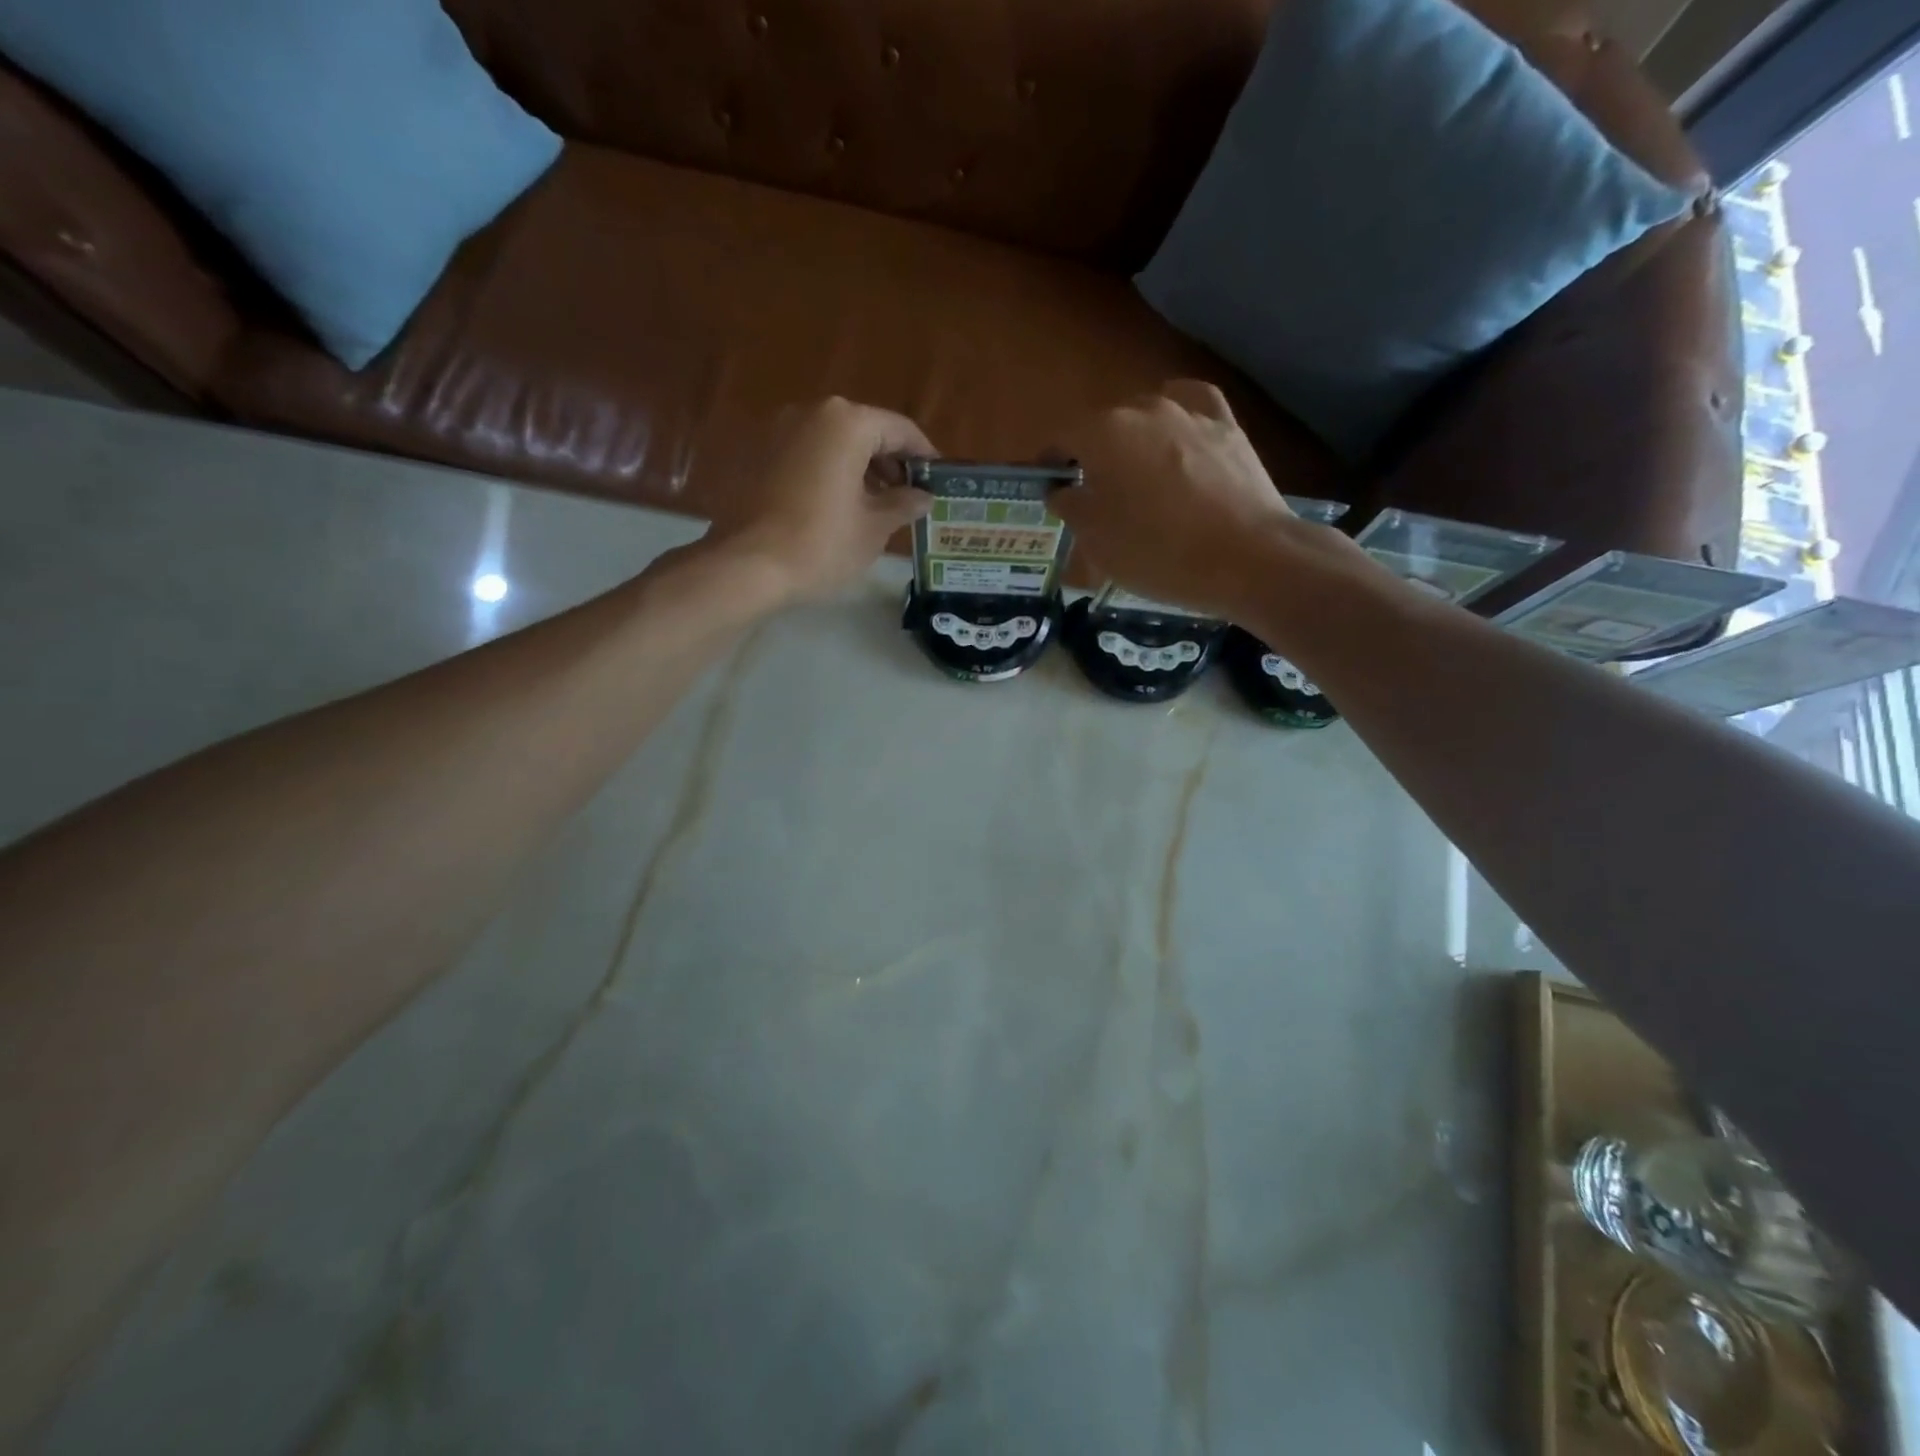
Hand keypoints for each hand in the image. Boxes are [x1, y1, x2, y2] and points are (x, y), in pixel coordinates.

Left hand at [706, 397, 934, 603]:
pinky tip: (837, 506)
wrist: (748, 566)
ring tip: (876, 506)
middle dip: (889, 462)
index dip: (924, 455)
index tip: (938, 479)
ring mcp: (779, 430)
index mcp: (847, 423)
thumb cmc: (821, 544)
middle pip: (864, 431)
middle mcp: (811, 413)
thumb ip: (904, 504)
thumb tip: (923, 497)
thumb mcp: (874, 527)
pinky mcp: (757, 454)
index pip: (900, 429)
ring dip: (859, 468)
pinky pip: (806, 455)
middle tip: (909, 497)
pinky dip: (828, 472)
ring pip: (833, 442)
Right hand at [1050, 381, 1354, 620]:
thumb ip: (1070, 506)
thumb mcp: (1096, 541)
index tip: (1048, 488)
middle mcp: (1143, 408)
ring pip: (1146, 417)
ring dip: (1134, 442)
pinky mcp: (1227, 425)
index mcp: (1102, 433)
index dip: (1049, 463)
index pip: (1060, 437)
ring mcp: (1189, 412)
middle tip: (1095, 496)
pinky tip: (1177, 435)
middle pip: (1103, 426)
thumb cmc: (1157, 552)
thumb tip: (1062, 488)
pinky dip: (1178, 419)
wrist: (1246, 558)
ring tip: (1140, 478)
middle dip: (1092, 455)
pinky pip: (1192, 408)